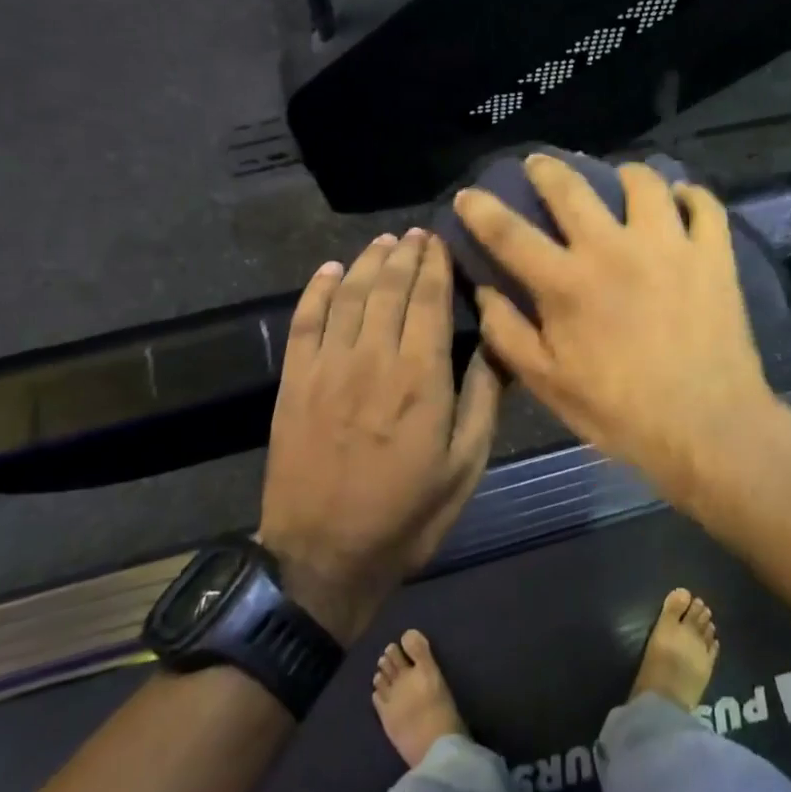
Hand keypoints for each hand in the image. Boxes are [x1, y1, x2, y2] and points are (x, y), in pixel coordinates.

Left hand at [256, 230, 500, 641]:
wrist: (322, 558)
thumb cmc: (407, 515)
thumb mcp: (465, 467)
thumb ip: (482, 400)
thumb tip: (497, 345)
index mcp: (420, 377)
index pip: (429, 299)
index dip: (436, 263)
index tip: (441, 239)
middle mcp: (372, 358)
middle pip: (388, 287)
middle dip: (405, 254)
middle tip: (417, 233)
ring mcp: (327, 368)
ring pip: (348, 295)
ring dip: (367, 262)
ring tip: (384, 242)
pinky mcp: (294, 383)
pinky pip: (305, 322)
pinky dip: (317, 291)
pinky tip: (330, 271)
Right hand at [453, 154, 784, 508]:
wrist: (707, 428)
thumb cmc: (621, 413)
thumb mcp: (548, 384)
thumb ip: (508, 334)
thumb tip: (483, 291)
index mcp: (567, 283)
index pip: (509, 233)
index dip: (481, 209)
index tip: (468, 193)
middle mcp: (613, 249)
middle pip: (571, 188)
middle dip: (546, 169)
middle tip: (539, 164)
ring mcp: (669, 245)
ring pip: (644, 182)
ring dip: (625, 175)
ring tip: (621, 181)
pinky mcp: (713, 254)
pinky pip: (703, 205)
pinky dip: (690, 196)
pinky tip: (680, 202)